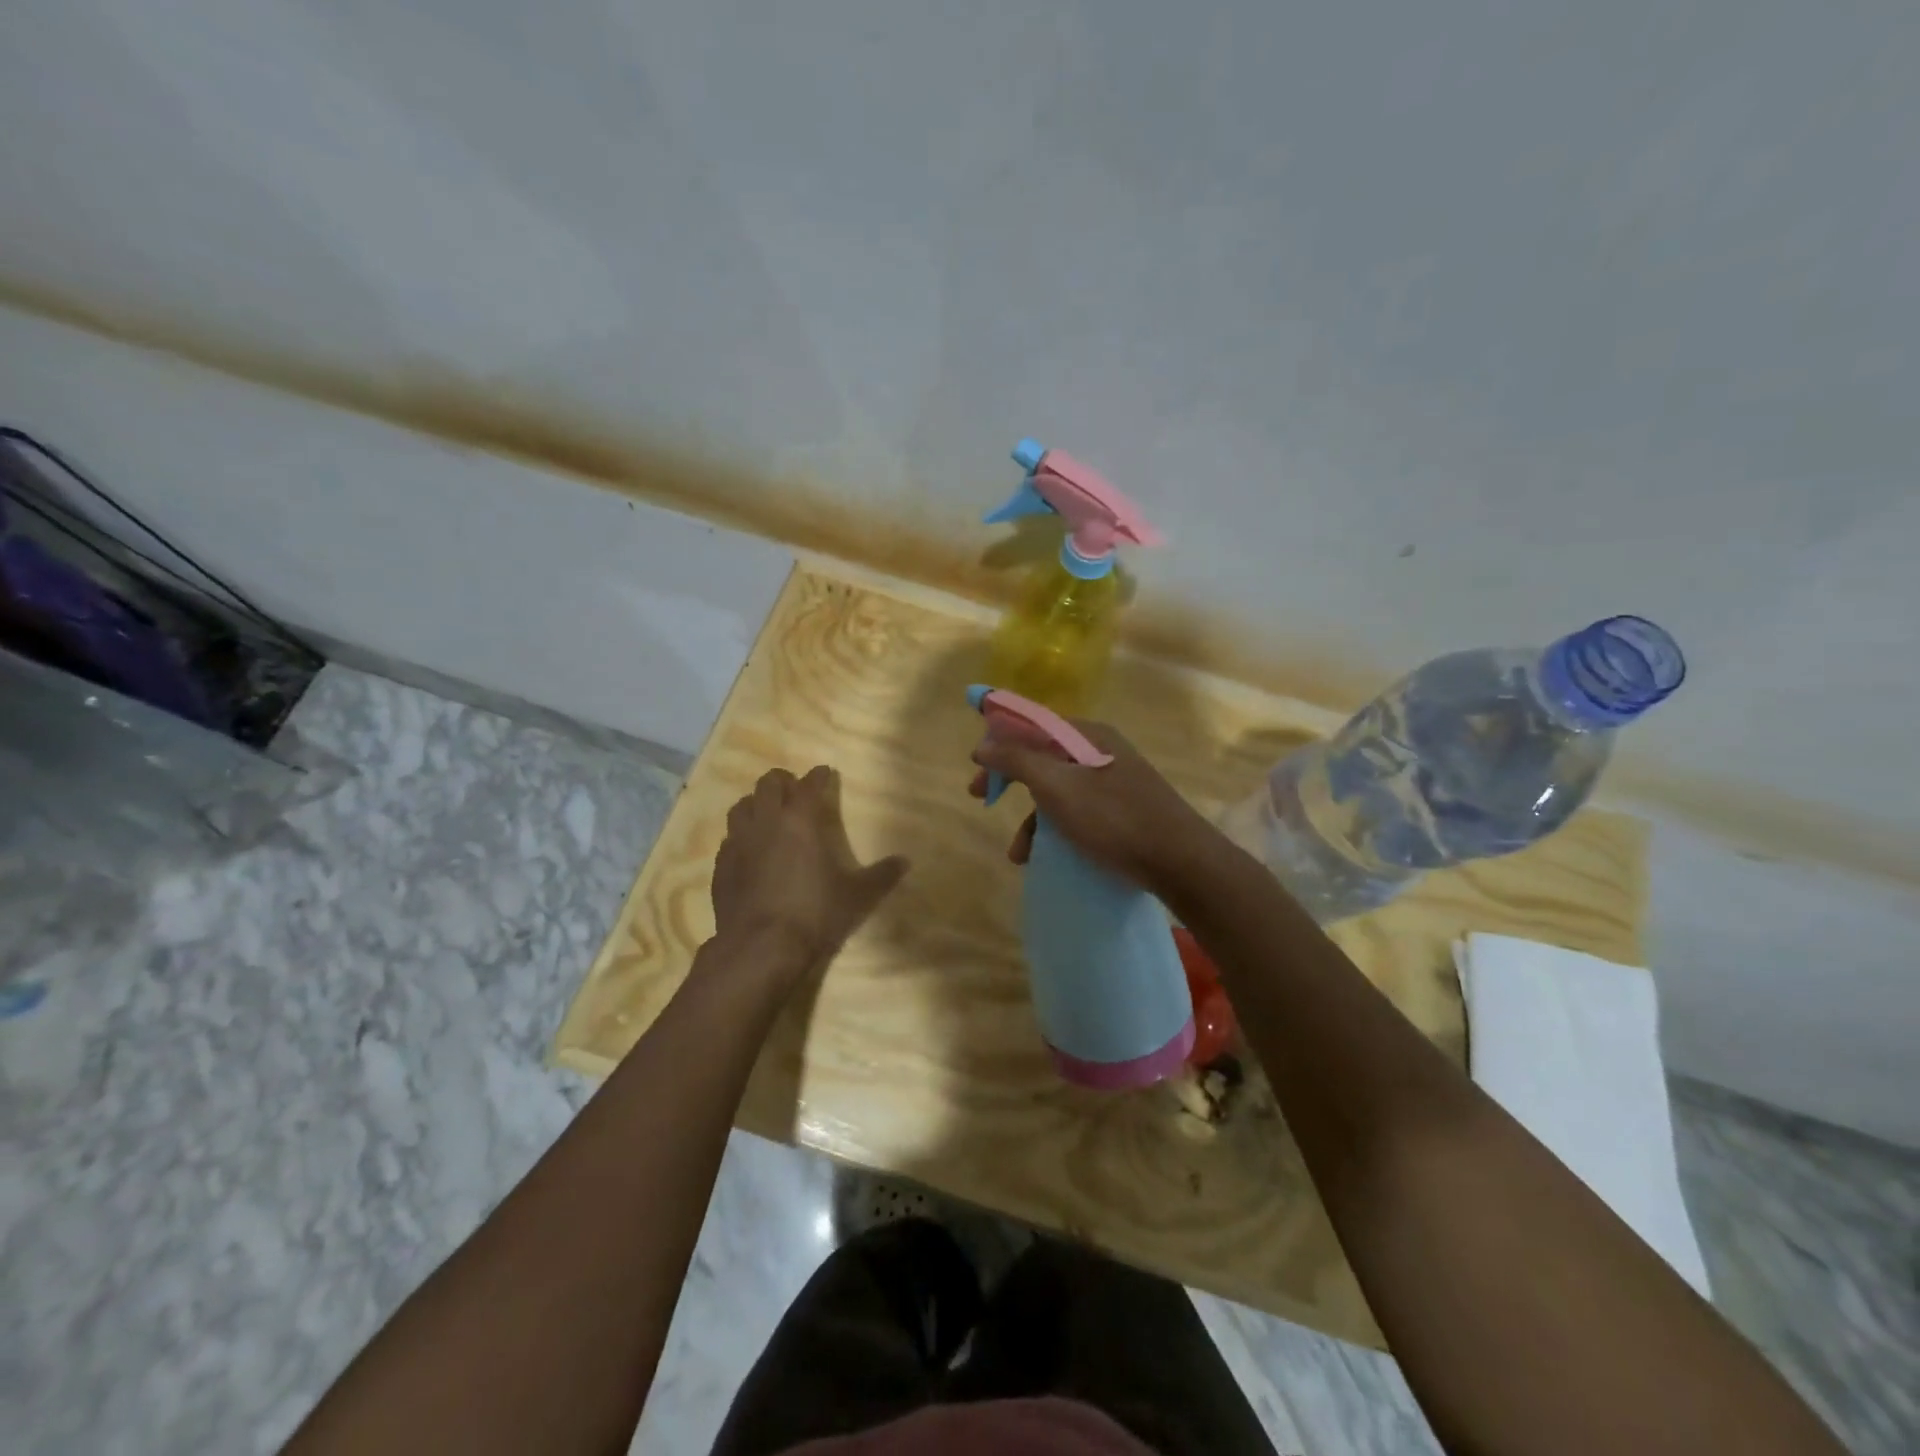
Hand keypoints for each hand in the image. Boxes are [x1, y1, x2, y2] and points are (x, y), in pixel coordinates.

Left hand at [708, 765, 908, 993]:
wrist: (759, 947)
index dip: (819, 776)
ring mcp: (738, 842)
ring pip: (742, 805)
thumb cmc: (813, 913)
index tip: (825, 773)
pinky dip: (741, 835)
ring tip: (768, 813)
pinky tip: (750, 850)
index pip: (809, 785)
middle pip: (768, 784)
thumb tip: (906, 861)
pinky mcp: (721, 866)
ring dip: (757, 803)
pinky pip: (729, 838)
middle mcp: (766, 822)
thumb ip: (881, 876)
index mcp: (800, 820)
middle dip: (783, 781)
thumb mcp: (856, 896)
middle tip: (794, 790)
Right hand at [969, 721, 1216, 892]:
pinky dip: (1055, 830)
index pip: (1032, 724)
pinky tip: (1045, 857)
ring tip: (1018, 853)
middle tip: (981, 798)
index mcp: (1087, 735)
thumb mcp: (1058, 787)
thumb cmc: (1114, 819)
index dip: (998, 740)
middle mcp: (1100, 751)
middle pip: (1042, 756)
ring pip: (1058, 789)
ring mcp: (1113, 781)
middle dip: (1009, 780)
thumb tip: (983, 743)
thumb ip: (1017, 761)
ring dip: (1032, 818)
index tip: (975, 766)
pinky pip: (1076, 810)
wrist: (1181, 861)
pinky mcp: (1121, 810)